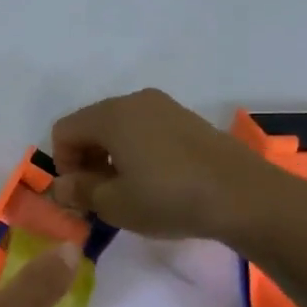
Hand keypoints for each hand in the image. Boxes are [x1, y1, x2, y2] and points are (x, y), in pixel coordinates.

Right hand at [49, 88, 306, 252]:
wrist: (246, 198)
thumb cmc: (169, 199)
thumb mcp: (114, 204)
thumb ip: (79, 192)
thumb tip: (61, 187)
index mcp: (111, 115)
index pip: (64, 131)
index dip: (62, 164)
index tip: (81, 195)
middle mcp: (135, 101)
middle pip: (91, 126)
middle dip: (86, 161)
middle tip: (100, 196)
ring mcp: (165, 107)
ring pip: (119, 128)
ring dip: (112, 158)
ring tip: (129, 191)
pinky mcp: (188, 120)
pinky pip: (146, 131)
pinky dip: (138, 152)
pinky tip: (156, 182)